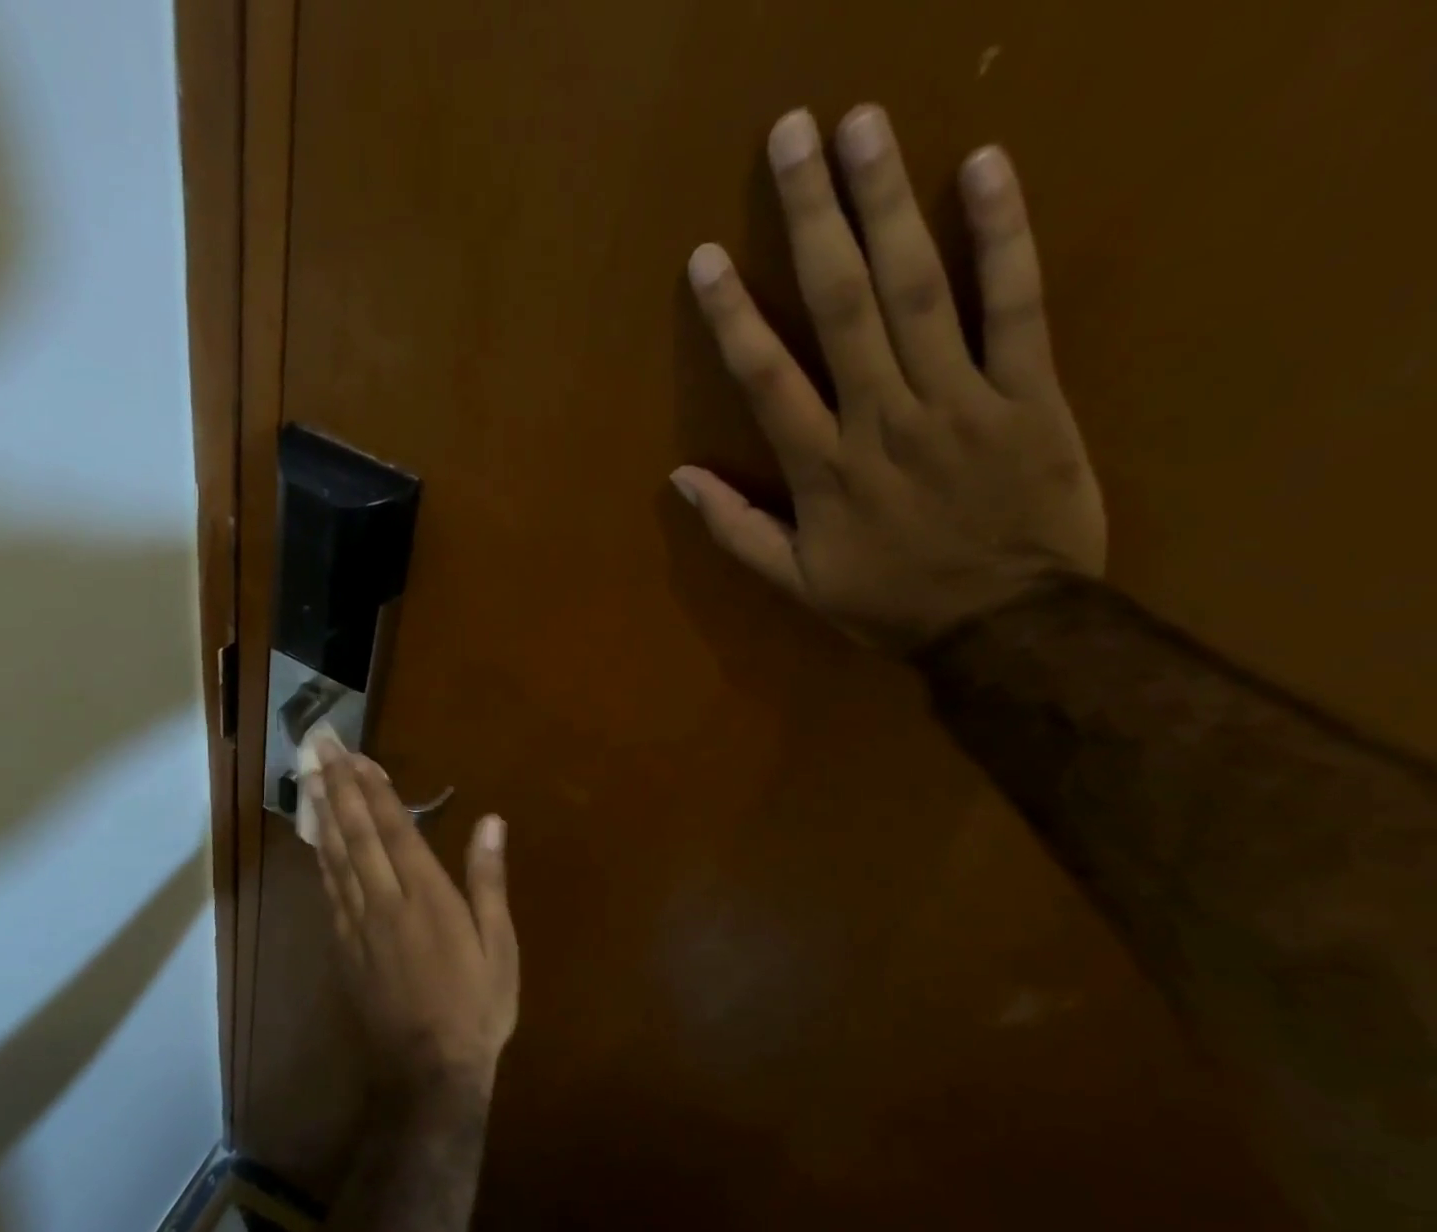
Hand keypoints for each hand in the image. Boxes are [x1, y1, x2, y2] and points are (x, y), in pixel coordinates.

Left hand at [310, 740, 518, 1101]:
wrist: (428, 1072)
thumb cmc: (476, 1005)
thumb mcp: (498, 944)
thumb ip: (488, 880)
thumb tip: (491, 821)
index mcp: (425, 896)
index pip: (393, 829)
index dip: (374, 789)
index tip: (357, 756)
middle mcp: (384, 901)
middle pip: (355, 835)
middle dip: (338, 788)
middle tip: (319, 750)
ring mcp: (358, 926)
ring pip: (334, 859)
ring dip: (322, 815)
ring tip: (311, 781)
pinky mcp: (344, 948)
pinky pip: (329, 893)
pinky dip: (320, 859)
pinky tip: (316, 842)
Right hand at [677, 104, 1105, 653]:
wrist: (1007, 625)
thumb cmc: (891, 604)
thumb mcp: (799, 585)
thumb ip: (738, 531)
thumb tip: (682, 479)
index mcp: (825, 471)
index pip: (768, 379)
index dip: (734, 316)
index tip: (707, 257)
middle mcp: (884, 420)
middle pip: (843, 307)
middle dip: (813, 218)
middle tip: (792, 134)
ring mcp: (960, 400)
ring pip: (920, 290)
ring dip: (889, 204)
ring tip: (864, 126)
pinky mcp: (1029, 392)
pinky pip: (1016, 305)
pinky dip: (1004, 235)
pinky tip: (983, 168)